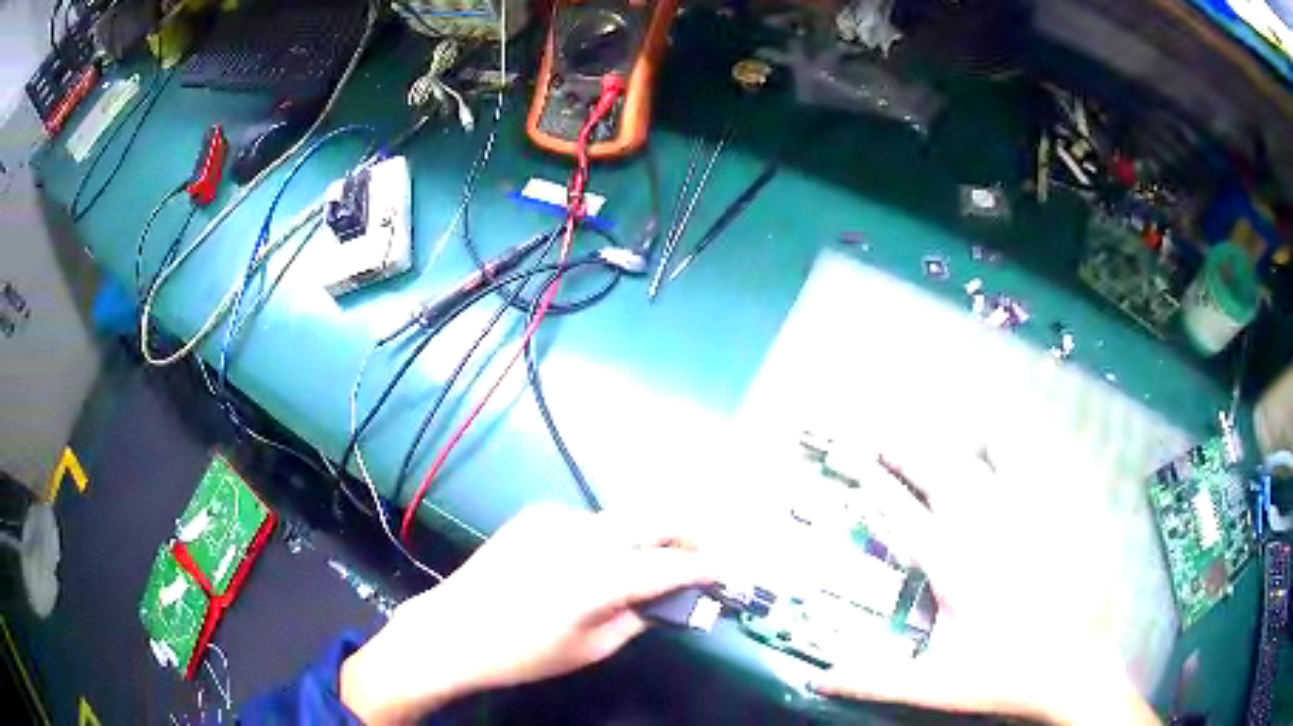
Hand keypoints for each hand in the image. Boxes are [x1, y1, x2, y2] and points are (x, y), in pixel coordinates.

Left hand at [339, 503, 714, 723]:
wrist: (454, 629)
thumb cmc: (524, 652)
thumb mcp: (592, 647)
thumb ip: (639, 616)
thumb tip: (668, 597)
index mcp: (599, 577)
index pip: (672, 563)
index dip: (706, 567)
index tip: (725, 572)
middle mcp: (583, 535)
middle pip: (655, 516)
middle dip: (689, 531)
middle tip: (703, 554)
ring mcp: (557, 518)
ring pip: (623, 516)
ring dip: (647, 534)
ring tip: (652, 561)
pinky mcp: (536, 515)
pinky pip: (589, 521)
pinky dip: (609, 536)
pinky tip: (597, 560)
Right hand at [809, 449, 1159, 724]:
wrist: (1077, 667)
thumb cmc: (1005, 675)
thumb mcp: (937, 685)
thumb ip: (875, 679)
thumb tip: (817, 679)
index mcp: (957, 566)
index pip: (903, 513)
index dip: (878, 482)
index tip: (860, 458)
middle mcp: (994, 526)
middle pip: (946, 469)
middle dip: (912, 449)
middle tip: (892, 434)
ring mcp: (1039, 509)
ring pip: (1004, 446)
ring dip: (976, 435)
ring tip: (961, 432)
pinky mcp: (1074, 506)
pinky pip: (1052, 456)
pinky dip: (1034, 442)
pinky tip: (1028, 441)